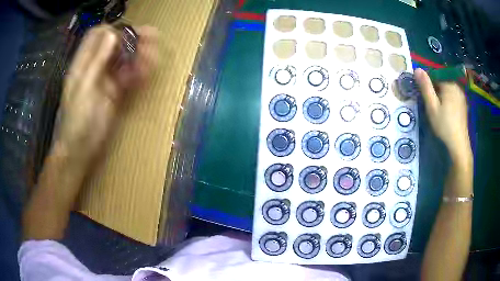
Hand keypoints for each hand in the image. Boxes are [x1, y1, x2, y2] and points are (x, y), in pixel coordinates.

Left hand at [54, 25, 157, 165]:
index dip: (113, 30)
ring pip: (124, 61)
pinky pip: (128, 78)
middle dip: (133, 40)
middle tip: (153, 38)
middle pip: (115, 45)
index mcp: (84, 63)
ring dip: (139, 56)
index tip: (128, 34)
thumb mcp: (85, 88)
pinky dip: (138, 74)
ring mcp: (105, 80)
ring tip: (155, 56)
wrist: (80, 151)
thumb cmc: (78, 121)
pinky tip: (147, 73)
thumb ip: (97, 61)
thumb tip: (113, 32)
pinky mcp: (114, 94)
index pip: (98, 35)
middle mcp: (95, 67)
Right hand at [414, 68, 470, 161]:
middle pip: (442, 82)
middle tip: (431, 106)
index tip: (425, 97)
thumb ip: (425, 87)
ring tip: (439, 110)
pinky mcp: (463, 104)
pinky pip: (453, 97)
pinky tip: (446, 113)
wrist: (458, 144)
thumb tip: (417, 69)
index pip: (435, 75)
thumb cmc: (444, 125)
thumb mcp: (432, 106)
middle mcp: (457, 86)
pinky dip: (448, 101)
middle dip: (435, 90)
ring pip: (447, 90)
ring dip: (441, 96)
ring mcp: (461, 96)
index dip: (428, 84)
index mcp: (449, 84)